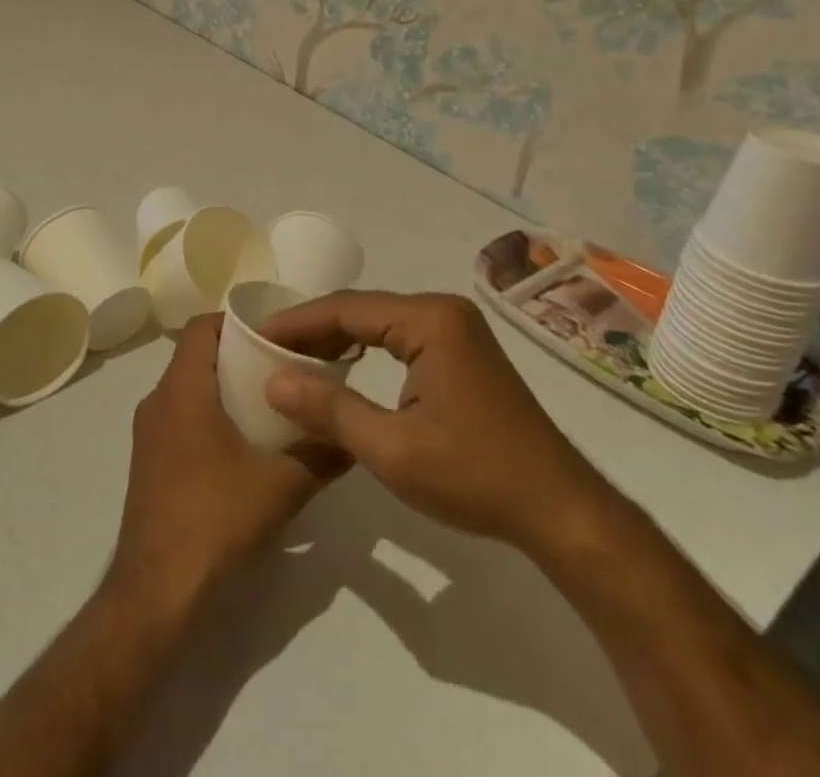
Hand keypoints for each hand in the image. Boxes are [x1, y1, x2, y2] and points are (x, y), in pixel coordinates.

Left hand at [110, 314, 344, 611]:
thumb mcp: (280, 487)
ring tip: (269, 407)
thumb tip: (352, 437)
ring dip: (224, 389)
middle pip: (196, 356)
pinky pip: (180, 418)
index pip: (202, 328)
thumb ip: (320, 455)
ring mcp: (148, 433)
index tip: (274, 334)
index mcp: (183, 390)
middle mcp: (158, 401)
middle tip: (282, 371)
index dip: (236, 322)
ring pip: (188, 389)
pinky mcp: (148, 462)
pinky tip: (242, 448)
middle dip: (238, 357)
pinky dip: (209, 416)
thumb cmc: (215, 521)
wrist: (157, 592)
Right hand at [260, 291, 604, 552]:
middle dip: (315, 328)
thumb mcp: (391, 449)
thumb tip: (272, 380)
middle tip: (270, 349)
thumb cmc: (474, 476)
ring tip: (296, 359)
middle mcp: (443, 310)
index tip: (258, 336)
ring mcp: (457, 328)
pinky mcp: (463, 350)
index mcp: (429, 319)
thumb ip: (329, 409)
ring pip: (380, 321)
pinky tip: (343, 367)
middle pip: (362, 308)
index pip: (347, 309)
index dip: (298, 322)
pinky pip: (400, 336)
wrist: (561, 511)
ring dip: (338, 338)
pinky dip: (366, 348)